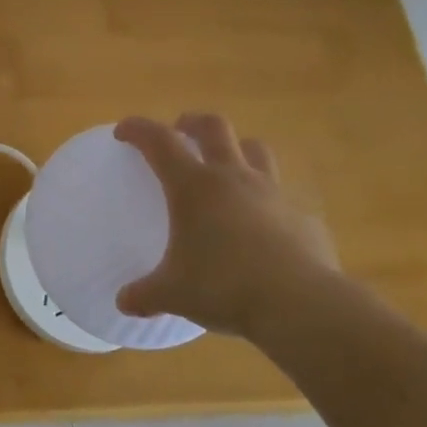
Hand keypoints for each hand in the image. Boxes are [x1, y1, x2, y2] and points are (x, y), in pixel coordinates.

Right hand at [114, 113, 340, 340]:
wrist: (300, 305)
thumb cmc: (224, 288)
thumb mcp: (174, 294)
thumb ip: (146, 294)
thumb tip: (124, 303)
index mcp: (193, 186)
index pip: (159, 141)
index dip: (138, 130)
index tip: (124, 131)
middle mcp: (233, 178)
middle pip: (214, 127)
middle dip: (192, 122)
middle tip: (180, 130)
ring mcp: (273, 193)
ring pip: (255, 150)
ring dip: (237, 149)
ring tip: (227, 165)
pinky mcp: (303, 217)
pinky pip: (283, 196)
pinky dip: (268, 200)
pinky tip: (264, 225)